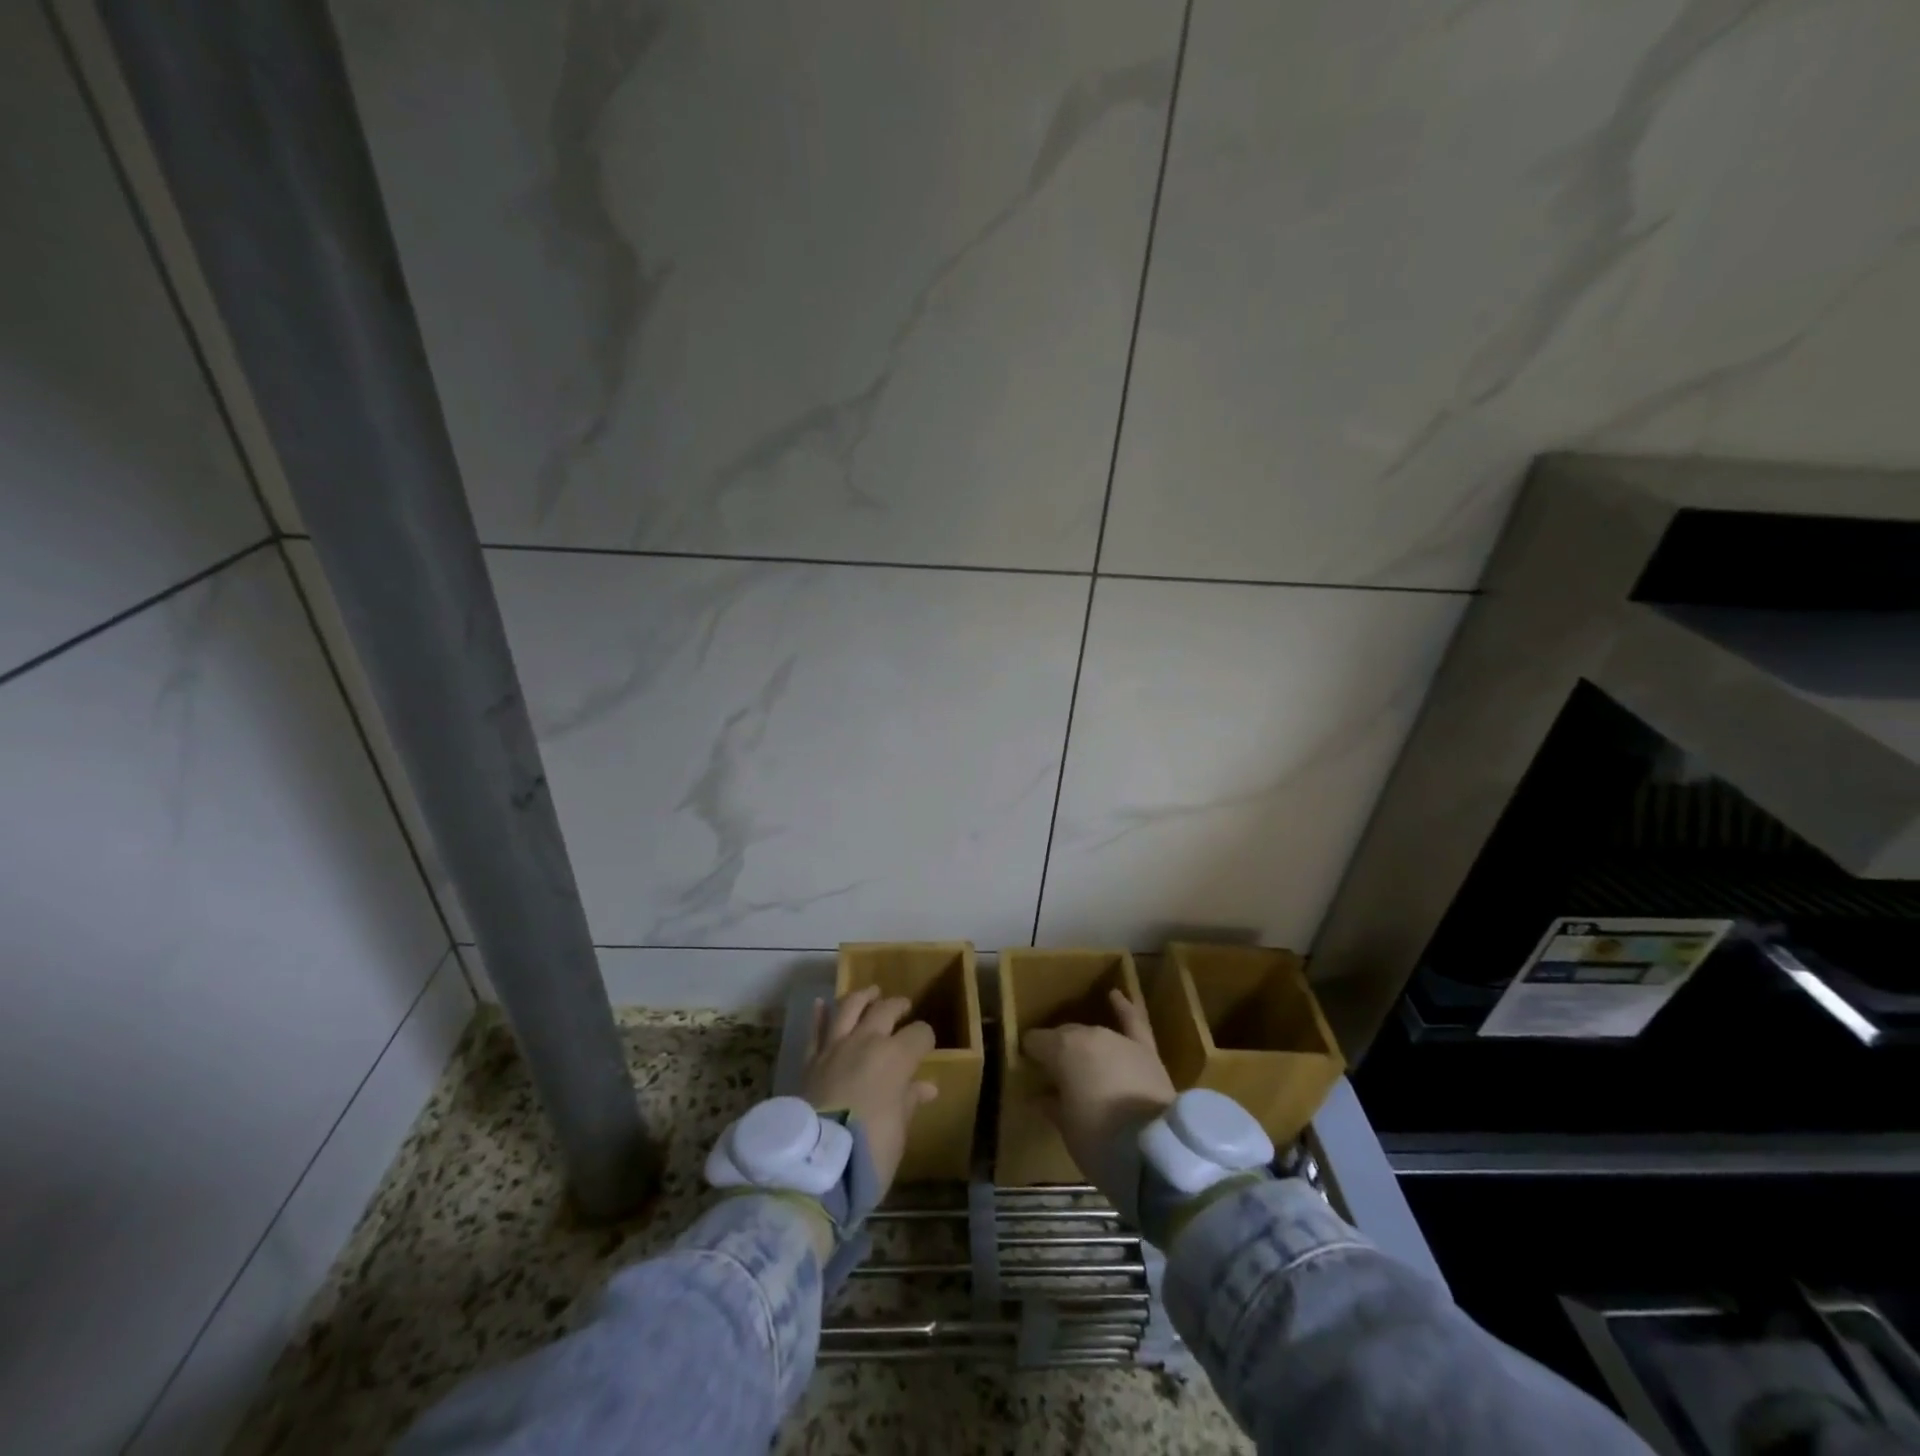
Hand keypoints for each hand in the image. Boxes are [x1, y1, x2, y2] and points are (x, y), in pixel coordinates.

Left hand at [799, 985, 937, 1199]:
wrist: (815, 1165)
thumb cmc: (870, 1149)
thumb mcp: (899, 1129)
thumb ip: (909, 1100)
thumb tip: (926, 1087)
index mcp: (896, 1057)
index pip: (919, 1034)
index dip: (926, 1039)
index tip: (927, 1047)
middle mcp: (866, 1041)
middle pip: (885, 1010)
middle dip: (897, 1006)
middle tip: (903, 1007)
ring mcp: (835, 1047)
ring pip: (848, 1008)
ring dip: (862, 997)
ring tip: (870, 993)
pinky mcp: (811, 1060)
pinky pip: (815, 1030)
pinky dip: (819, 1015)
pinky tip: (821, 1004)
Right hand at [1021, 989, 1176, 1207]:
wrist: (1155, 1150)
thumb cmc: (1099, 1140)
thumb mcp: (1066, 1127)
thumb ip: (1052, 1104)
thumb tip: (1040, 1096)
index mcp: (1062, 1049)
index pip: (1035, 1041)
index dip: (1030, 1054)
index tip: (1026, 1067)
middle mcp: (1088, 1035)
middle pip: (1064, 1036)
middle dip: (1056, 1050)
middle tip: (1052, 1072)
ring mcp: (1119, 1040)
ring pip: (1092, 1033)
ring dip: (1083, 1043)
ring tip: (1077, 1055)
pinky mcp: (1145, 1050)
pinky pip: (1133, 1021)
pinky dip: (1124, 1007)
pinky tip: (1115, 995)